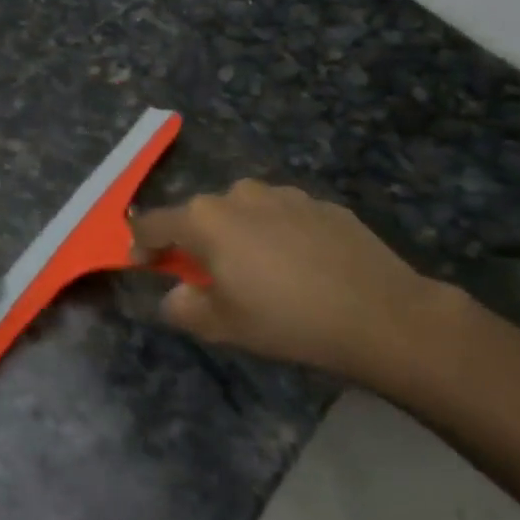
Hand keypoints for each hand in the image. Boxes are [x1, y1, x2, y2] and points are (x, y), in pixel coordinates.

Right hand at [130, 180, 458, 385]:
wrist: (379, 313)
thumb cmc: (285, 319)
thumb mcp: (220, 325)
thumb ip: (182, 306)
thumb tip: (177, 294)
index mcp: (205, 219)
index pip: (153, 224)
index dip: (140, 245)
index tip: (144, 265)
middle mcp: (239, 194)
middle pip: (200, 215)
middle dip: (194, 242)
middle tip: (208, 278)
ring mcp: (285, 195)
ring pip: (243, 212)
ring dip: (237, 236)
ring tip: (258, 273)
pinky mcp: (322, 204)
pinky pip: (282, 216)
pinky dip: (277, 235)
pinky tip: (299, 268)